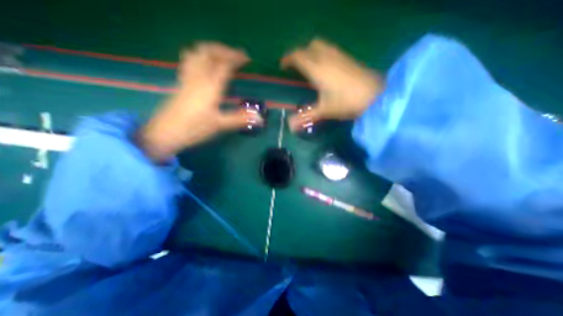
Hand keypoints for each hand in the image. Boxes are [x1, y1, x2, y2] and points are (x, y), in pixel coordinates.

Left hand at [141, 43, 263, 161]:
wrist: (166, 132)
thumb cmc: (195, 129)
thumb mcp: (220, 125)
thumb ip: (240, 119)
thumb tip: (260, 118)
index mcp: (211, 86)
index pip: (225, 64)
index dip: (236, 58)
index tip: (247, 59)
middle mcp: (198, 77)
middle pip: (209, 52)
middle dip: (224, 50)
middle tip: (236, 56)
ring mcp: (187, 77)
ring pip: (197, 53)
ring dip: (211, 50)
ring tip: (222, 57)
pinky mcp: (181, 82)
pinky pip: (189, 60)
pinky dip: (199, 56)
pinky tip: (204, 64)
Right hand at [281, 39, 381, 130]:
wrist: (376, 96)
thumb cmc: (346, 102)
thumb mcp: (324, 110)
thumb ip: (306, 116)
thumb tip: (289, 127)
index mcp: (317, 69)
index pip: (298, 57)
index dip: (288, 59)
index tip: (282, 66)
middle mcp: (326, 58)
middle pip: (309, 46)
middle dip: (300, 53)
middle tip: (296, 66)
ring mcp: (339, 56)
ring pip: (320, 45)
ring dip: (311, 52)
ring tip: (309, 65)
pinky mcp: (348, 58)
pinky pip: (330, 49)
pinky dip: (322, 53)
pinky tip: (326, 66)